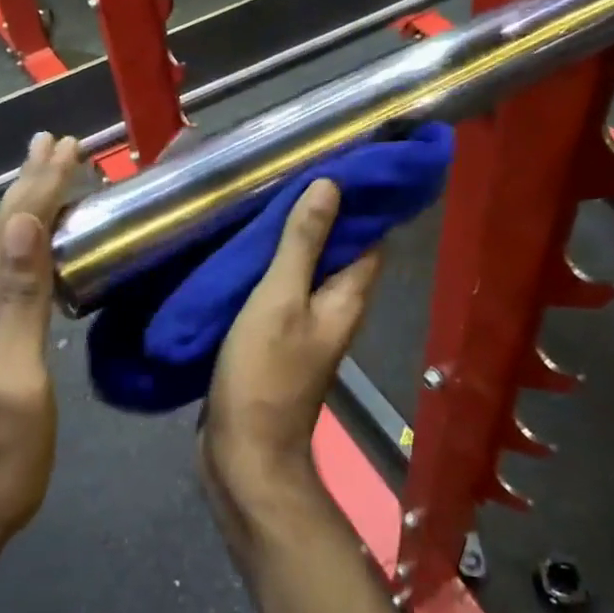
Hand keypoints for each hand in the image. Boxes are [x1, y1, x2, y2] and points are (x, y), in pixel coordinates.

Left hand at [0, 133, 81, 560]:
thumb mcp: (15, 383)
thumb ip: (18, 303)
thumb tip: (21, 226)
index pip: (13, 232)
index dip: (40, 187)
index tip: (66, 147)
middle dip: (27, 187)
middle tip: (52, 145)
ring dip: (18, 215)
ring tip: (39, 185)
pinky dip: (11, 251)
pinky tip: (19, 255)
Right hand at [200, 179, 382, 533]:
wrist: (243, 452)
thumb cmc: (264, 373)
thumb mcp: (280, 299)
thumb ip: (303, 244)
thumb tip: (332, 186)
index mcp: (348, 295)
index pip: (371, 235)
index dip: (362, 198)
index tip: (341, 159)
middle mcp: (336, 307)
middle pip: (339, 249)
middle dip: (322, 211)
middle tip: (290, 170)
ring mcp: (306, 324)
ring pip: (307, 269)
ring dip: (293, 237)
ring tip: (264, 197)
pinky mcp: (278, 338)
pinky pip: (281, 290)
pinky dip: (270, 265)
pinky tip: (244, 246)